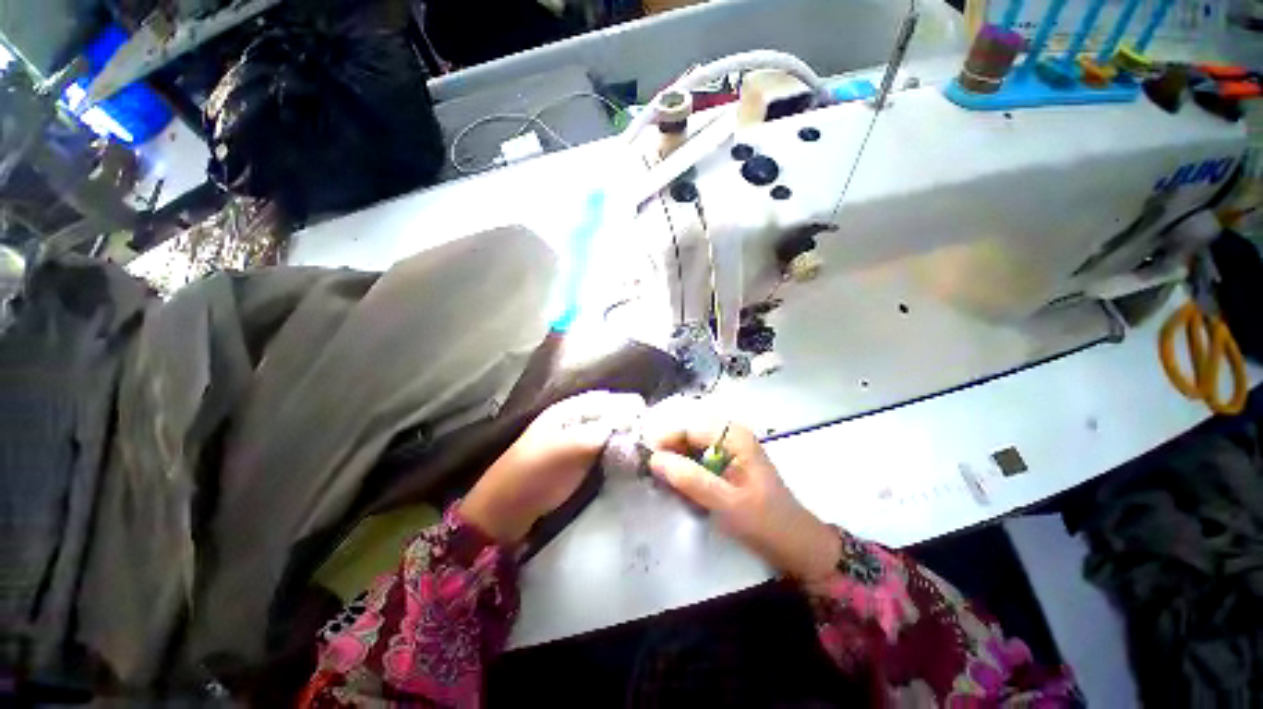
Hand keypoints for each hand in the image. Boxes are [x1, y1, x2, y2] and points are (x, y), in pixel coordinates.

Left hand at [460, 391, 645, 544]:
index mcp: (568, 411)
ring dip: (628, 438)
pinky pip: (608, 452)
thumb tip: (630, 424)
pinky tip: (635, 459)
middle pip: (610, 415)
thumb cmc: (531, 472)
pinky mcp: (583, 463)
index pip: (604, 400)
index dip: (626, 404)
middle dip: (631, 421)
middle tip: (654, 432)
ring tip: (650, 445)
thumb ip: (597, 434)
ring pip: (611, 433)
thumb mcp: (563, 449)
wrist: (508, 509)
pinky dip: (621, 453)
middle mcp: (576, 422)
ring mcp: (580, 443)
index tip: (649, 414)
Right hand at [646, 415, 839, 583]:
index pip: (688, 427)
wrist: (797, 546)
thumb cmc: (765, 523)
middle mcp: (730, 435)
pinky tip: (683, 492)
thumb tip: (654, 459)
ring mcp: (729, 449)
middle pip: (687, 435)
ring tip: (667, 488)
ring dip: (676, 465)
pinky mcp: (727, 464)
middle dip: (669, 454)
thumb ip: (690, 479)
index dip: (665, 442)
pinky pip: (697, 460)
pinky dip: (686, 474)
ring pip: (690, 448)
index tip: (646, 464)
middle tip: (655, 479)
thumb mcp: (726, 502)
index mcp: (734, 436)